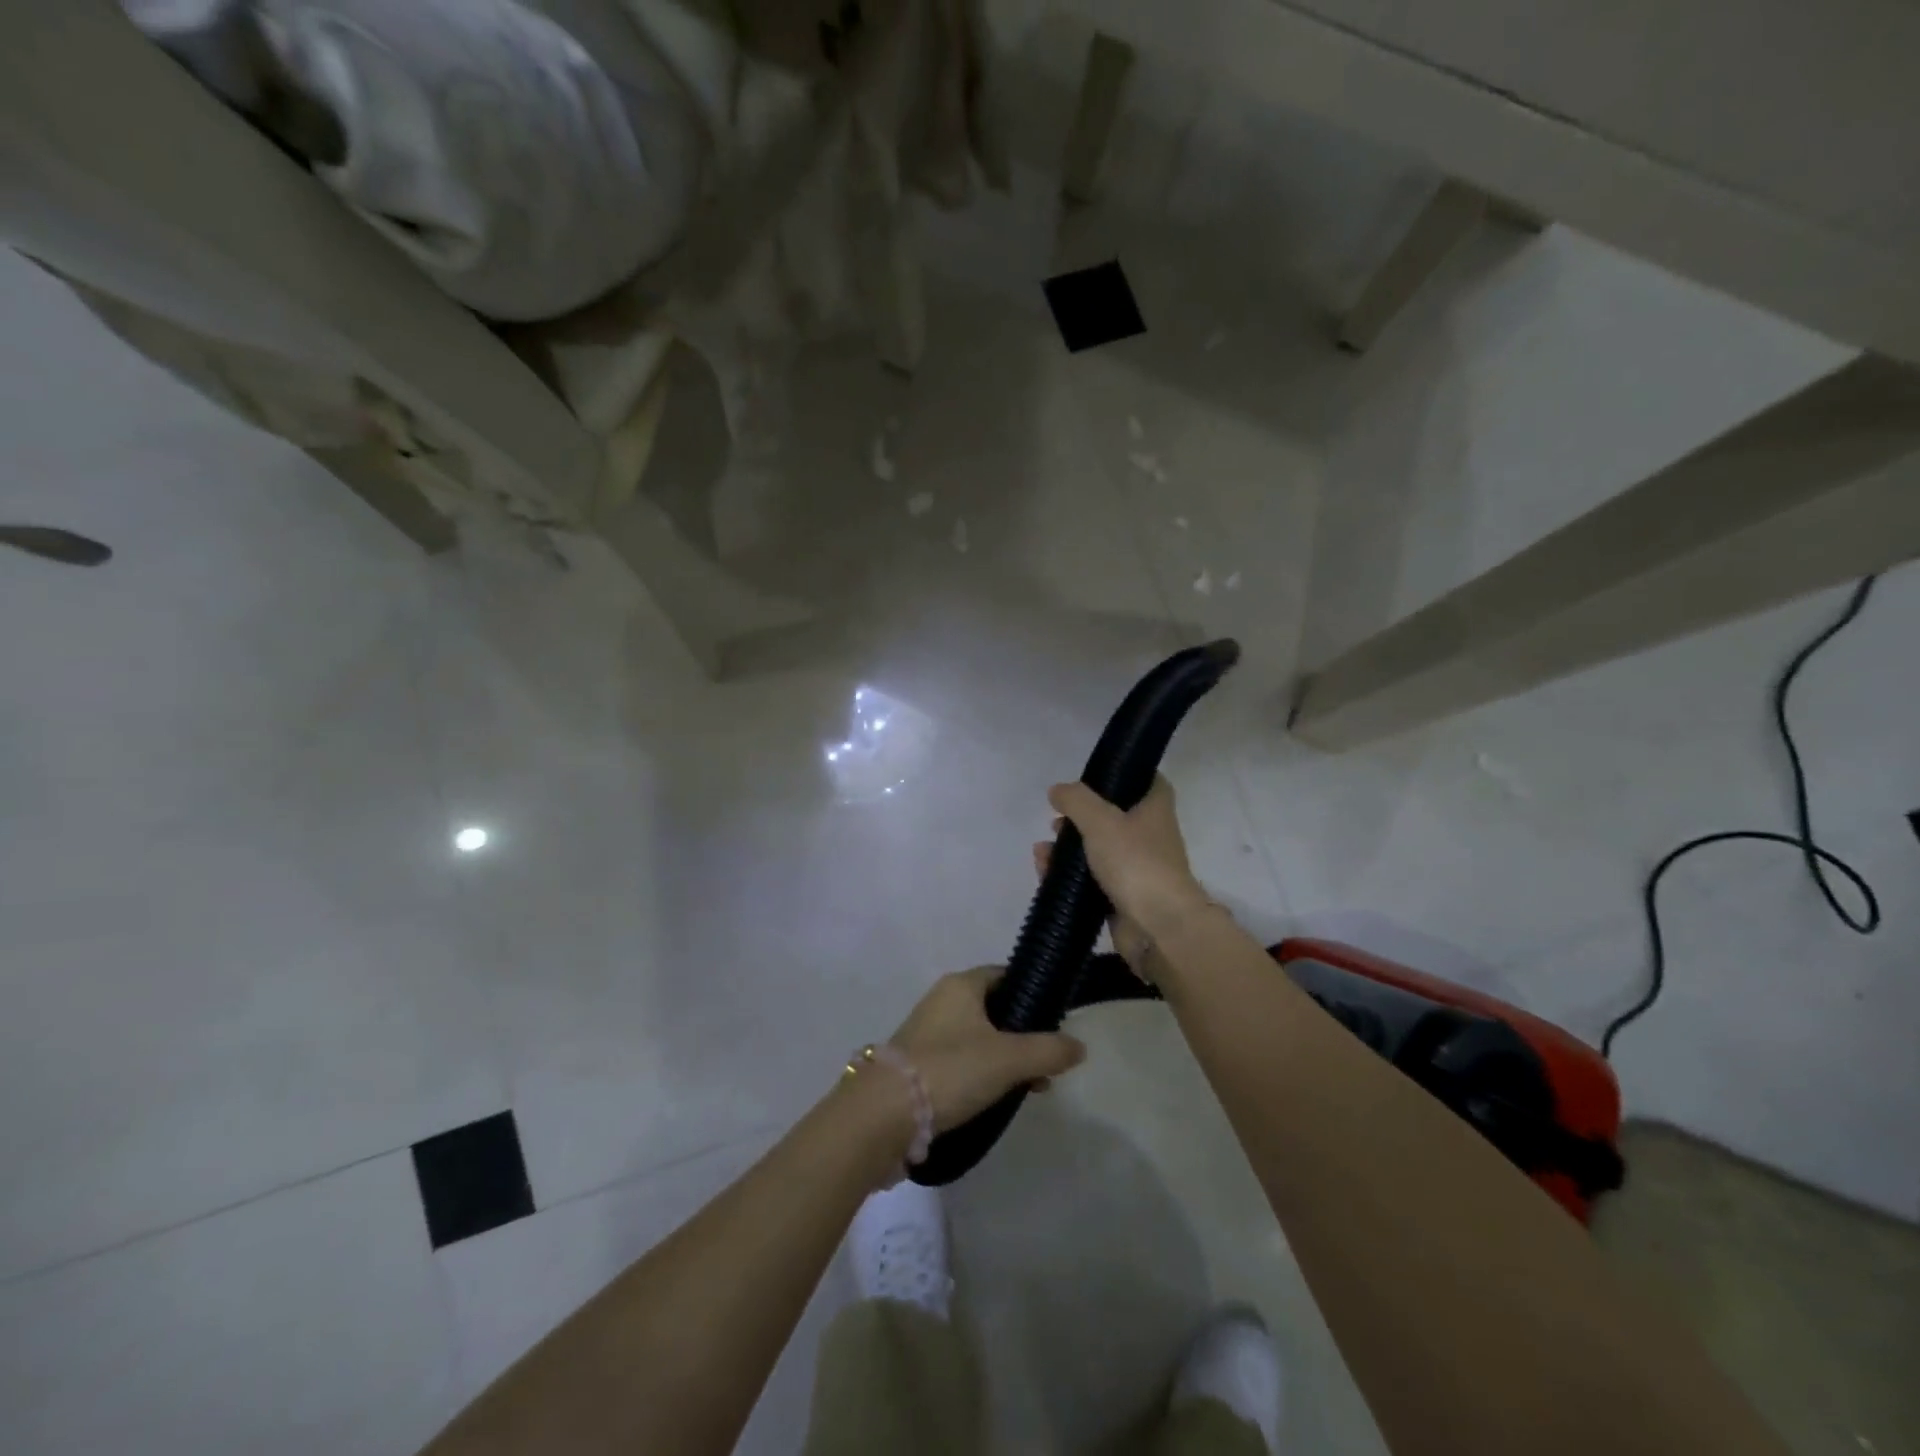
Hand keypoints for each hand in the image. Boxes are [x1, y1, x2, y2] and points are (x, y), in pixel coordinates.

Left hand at [888, 967, 1086, 1130]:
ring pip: (979, 1037)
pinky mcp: (919, 1064)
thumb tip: (1080, 1047)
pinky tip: (999, 1099)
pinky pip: (962, 1060)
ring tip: (1031, 1087)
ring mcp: (928, 1033)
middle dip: (1024, 1033)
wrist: (885, 1113)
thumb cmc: (951, 1070)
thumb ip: (1048, 1050)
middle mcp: (942, 1000)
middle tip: (1048, 1060)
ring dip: (1006, 1057)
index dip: (1033, 991)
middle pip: (994, 1008)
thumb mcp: (1009, 1059)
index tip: (1057, 1017)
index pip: (1005, 975)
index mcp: (961, 985)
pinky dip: (983, 1073)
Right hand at [1037, 777, 1210, 969]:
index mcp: (1155, 809)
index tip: (1096, 775)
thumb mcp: (1100, 821)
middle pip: (1114, 816)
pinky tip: (1044, 870)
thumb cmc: (1135, 862)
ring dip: (1069, 848)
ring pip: (1098, 850)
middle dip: (1081, 816)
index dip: (1125, 774)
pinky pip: (1091, 879)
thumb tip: (1057, 790)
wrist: (1159, 927)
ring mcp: (1136, 868)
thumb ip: (1076, 801)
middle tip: (1057, 818)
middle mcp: (1150, 835)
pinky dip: (1069, 875)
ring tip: (1044, 849)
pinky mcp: (1122, 896)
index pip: (1147, 780)